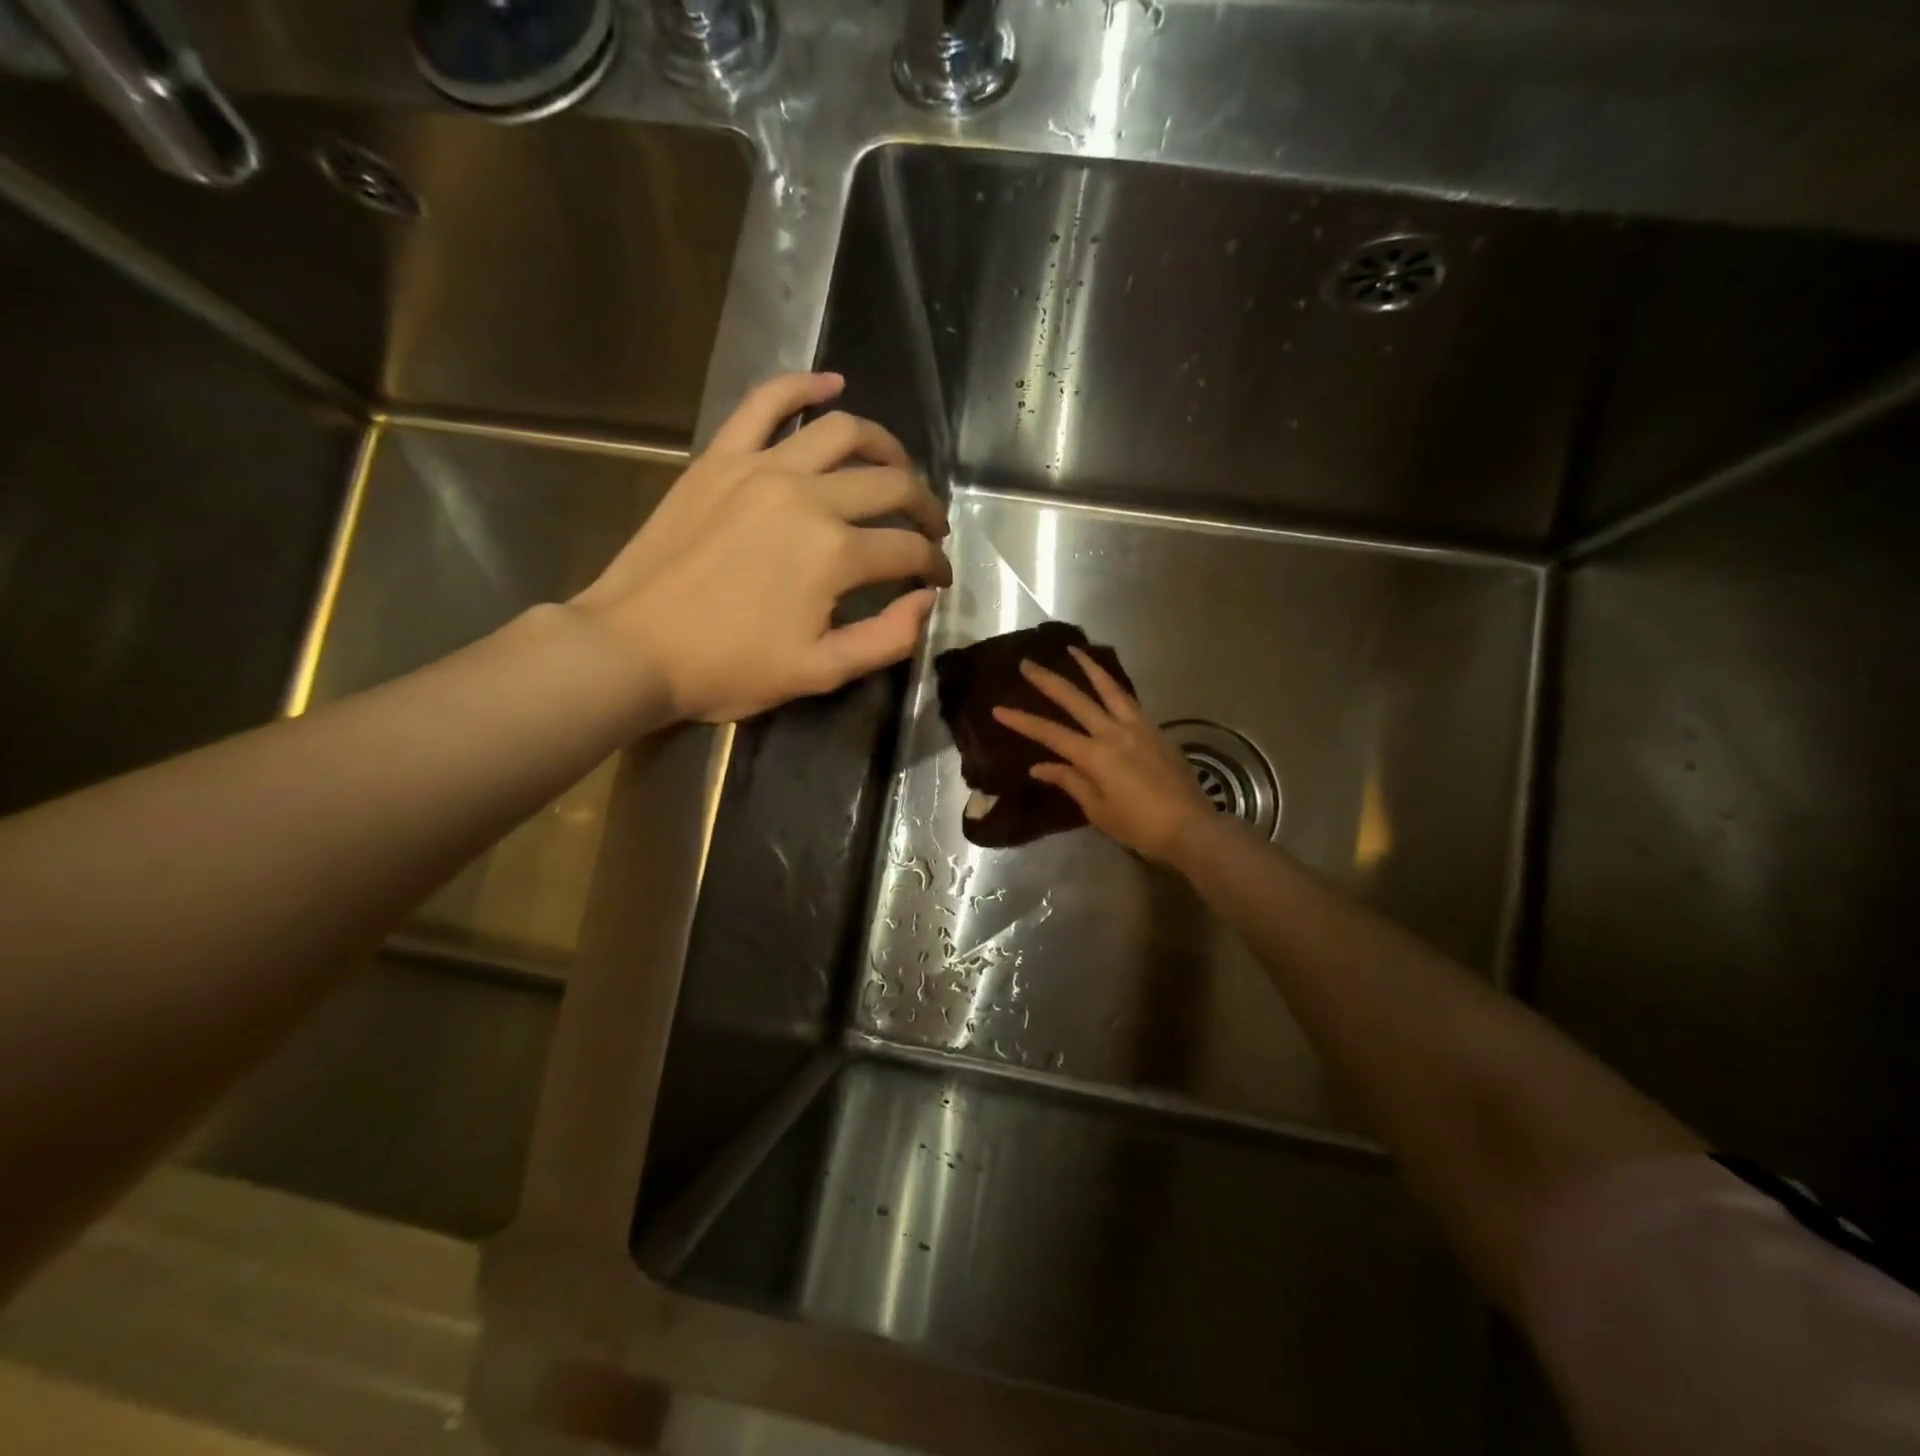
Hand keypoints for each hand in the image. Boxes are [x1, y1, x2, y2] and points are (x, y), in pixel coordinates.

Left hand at [569, 372, 951, 724]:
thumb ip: (887, 639)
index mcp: (835, 554)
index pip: (908, 550)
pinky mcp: (721, 458)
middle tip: (930, 529)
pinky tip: (831, 384)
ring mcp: (761, 468)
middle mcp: (807, 497)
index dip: (934, 566)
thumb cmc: (727, 668)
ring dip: (886, 448)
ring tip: (897, 469)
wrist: (632, 649)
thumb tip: (925, 600)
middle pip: (890, 485)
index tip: (938, 579)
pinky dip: (803, 386)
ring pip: (843, 433)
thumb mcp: (819, 673)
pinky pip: (766, 403)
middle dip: (924, 508)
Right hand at [991, 647, 1215, 863]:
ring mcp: (1137, 727)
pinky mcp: (1155, 730)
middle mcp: (1114, 732)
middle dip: (1048, 681)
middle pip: (1076, 700)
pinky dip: (1113, 687)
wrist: (1190, 827)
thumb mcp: (1098, 809)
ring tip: (1073, 651)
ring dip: (1088, 668)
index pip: (1050, 734)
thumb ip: (1070, 781)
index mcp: (1095, 755)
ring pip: (1109, 689)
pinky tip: (1107, 683)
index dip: (1023, 721)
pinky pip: (1129, 701)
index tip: (998, 709)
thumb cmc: (1138, 825)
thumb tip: (1040, 766)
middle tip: (1027, 664)